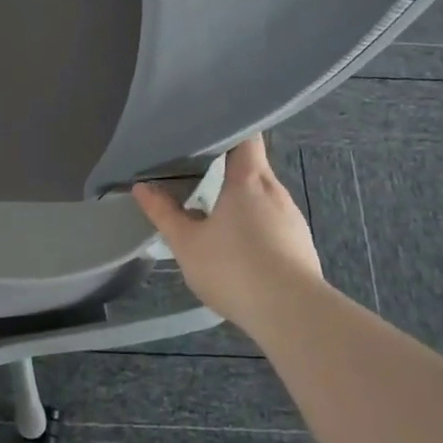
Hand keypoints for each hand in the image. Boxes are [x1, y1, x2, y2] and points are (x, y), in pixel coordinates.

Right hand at [132, 136, 323, 332]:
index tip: (209, 128)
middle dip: (229, 168)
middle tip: (198, 171)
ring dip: (242, 200)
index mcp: (248, 179)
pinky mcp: (301, 245)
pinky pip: (275, 223)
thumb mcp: (187, 244)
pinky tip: (241, 247)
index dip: (231, 127)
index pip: (247, 136)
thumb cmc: (235, 268)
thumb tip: (141, 187)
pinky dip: (257, 225)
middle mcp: (275, 191)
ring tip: (216, 211)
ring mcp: (293, 218)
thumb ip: (164, 214)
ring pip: (264, 197)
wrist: (293, 314)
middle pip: (254, 166)